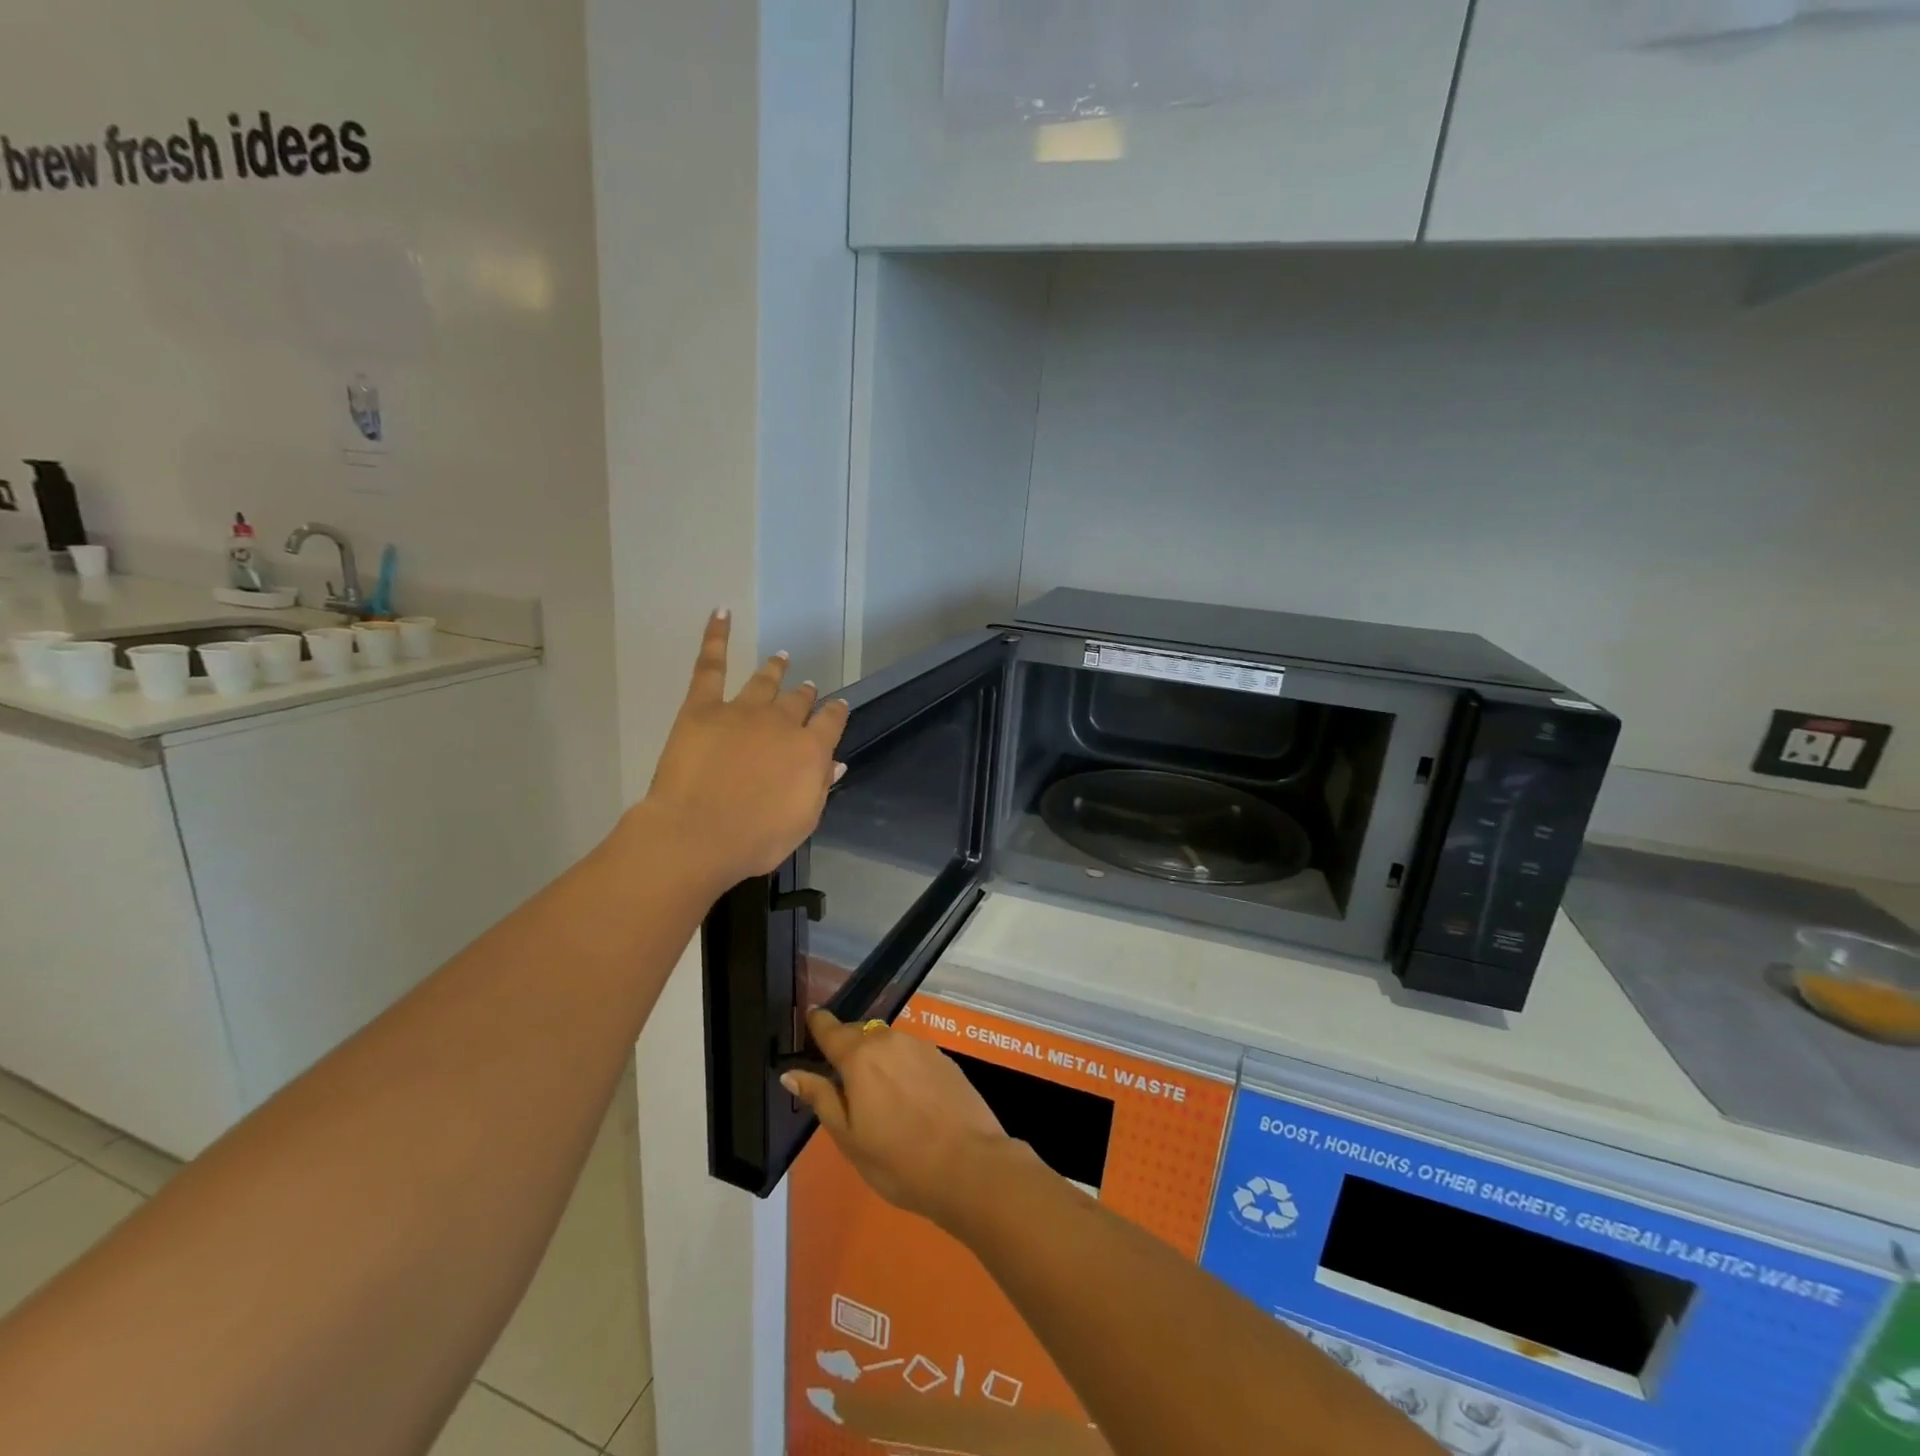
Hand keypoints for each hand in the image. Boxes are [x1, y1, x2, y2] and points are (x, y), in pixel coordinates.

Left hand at [641, 611, 849, 889]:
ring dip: (775, 669)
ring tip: (781, 658)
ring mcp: (742, 710)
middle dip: (806, 694)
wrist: (697, 834)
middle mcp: (782, 722)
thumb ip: (819, 787)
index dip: (836, 713)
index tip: (838, 707)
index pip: (831, 723)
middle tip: (808, 688)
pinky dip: (715, 636)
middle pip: (799, 701)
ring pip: (765, 682)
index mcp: (810, 751)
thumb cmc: (754, 840)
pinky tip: (721, 612)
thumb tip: (835, 763)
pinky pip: (710, 665)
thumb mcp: (801, 822)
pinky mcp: (702, 707)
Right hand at [783, 1009, 1015, 1228]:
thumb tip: (792, 1073)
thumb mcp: (849, 1138)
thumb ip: (821, 1099)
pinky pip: (911, 1053)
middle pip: (859, 1033)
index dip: (817, 1024)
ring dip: (876, 1057)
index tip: (809, 1024)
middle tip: (840, 1079)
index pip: (830, 1027)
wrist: (970, 1165)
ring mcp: (921, 1046)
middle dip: (846, 1048)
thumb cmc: (899, 1160)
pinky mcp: (944, 1058)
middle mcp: (890, 1040)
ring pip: (887, 1042)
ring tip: (875, 1093)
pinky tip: (907, 1097)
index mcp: (860, 1056)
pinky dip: (901, 1066)